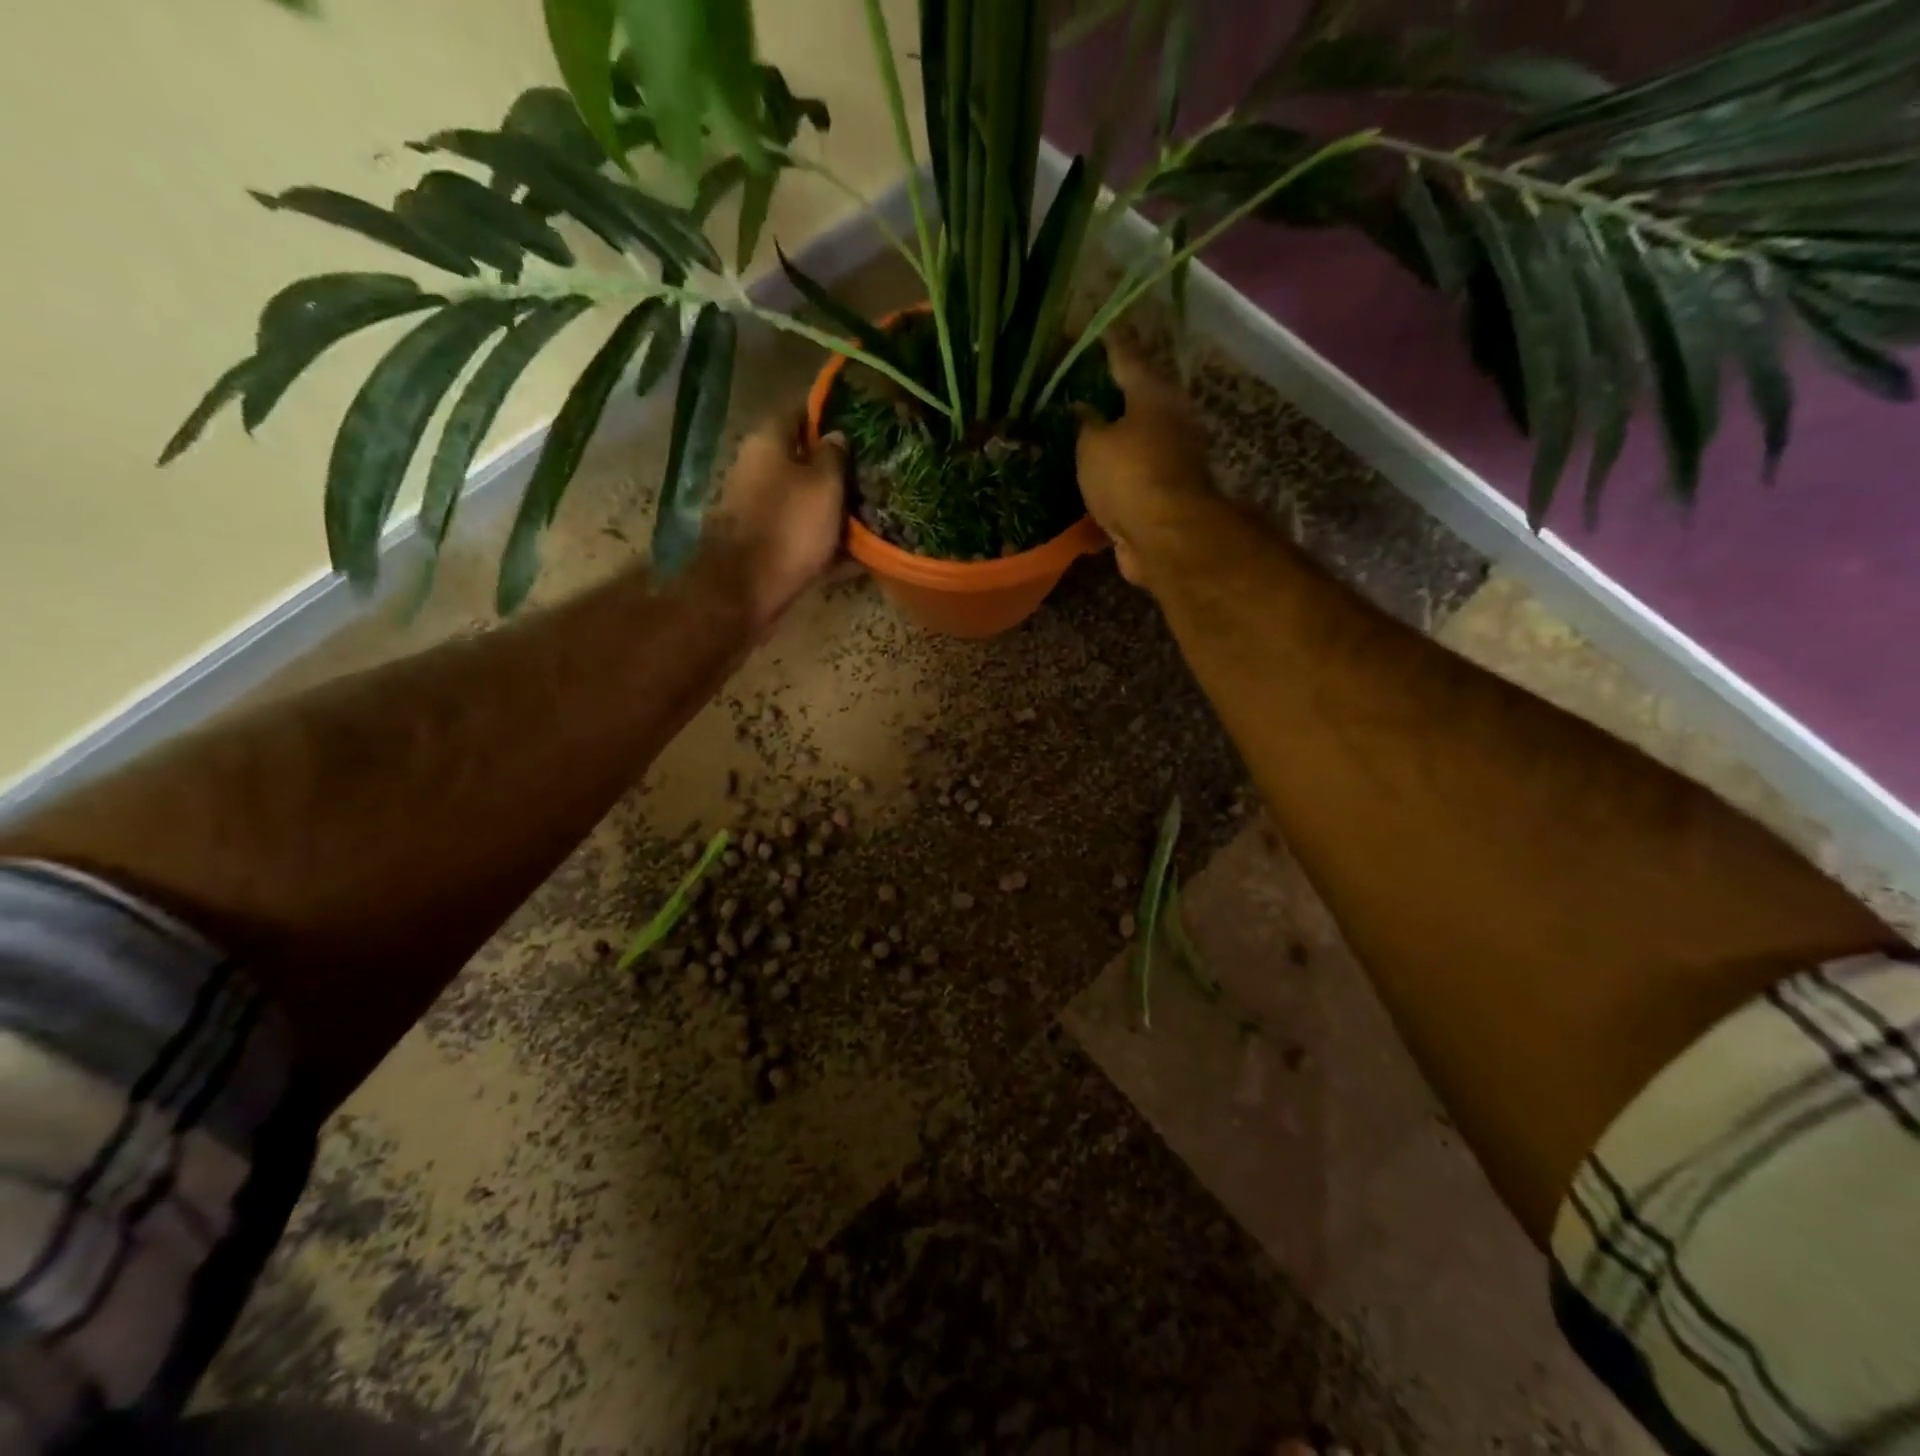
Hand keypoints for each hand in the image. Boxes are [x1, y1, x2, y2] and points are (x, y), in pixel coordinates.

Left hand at [705, 413, 848, 631]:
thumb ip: (834, 455)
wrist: (746, 588)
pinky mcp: (760, 540)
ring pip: (799, 497)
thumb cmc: (790, 527)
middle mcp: (754, 466)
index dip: (830, 419)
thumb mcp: (824, 484)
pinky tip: (848, 551)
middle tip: (867, 477)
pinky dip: (819, 537)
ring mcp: (753, 505)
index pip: (800, 414)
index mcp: (767, 442)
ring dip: (827, 505)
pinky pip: (796, 530)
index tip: (860, 431)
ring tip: (864, 514)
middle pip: (799, 459)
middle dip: (832, 468)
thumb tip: (836, 435)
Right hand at [1075, 342, 1213, 587]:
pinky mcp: (1164, 496)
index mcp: (1154, 396)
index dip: (1110, 343)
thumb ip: (1086, 424)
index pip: (1128, 357)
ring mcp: (1171, 461)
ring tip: (1081, 434)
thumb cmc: (1130, 476)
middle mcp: (1169, 421)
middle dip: (1113, 394)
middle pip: (1138, 400)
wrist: (1165, 537)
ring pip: (1135, 441)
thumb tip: (1082, 410)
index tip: (1097, 328)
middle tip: (1083, 386)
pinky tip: (1092, 478)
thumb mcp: (1094, 444)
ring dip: (1113, 439)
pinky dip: (1114, 476)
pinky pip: (1131, 478)